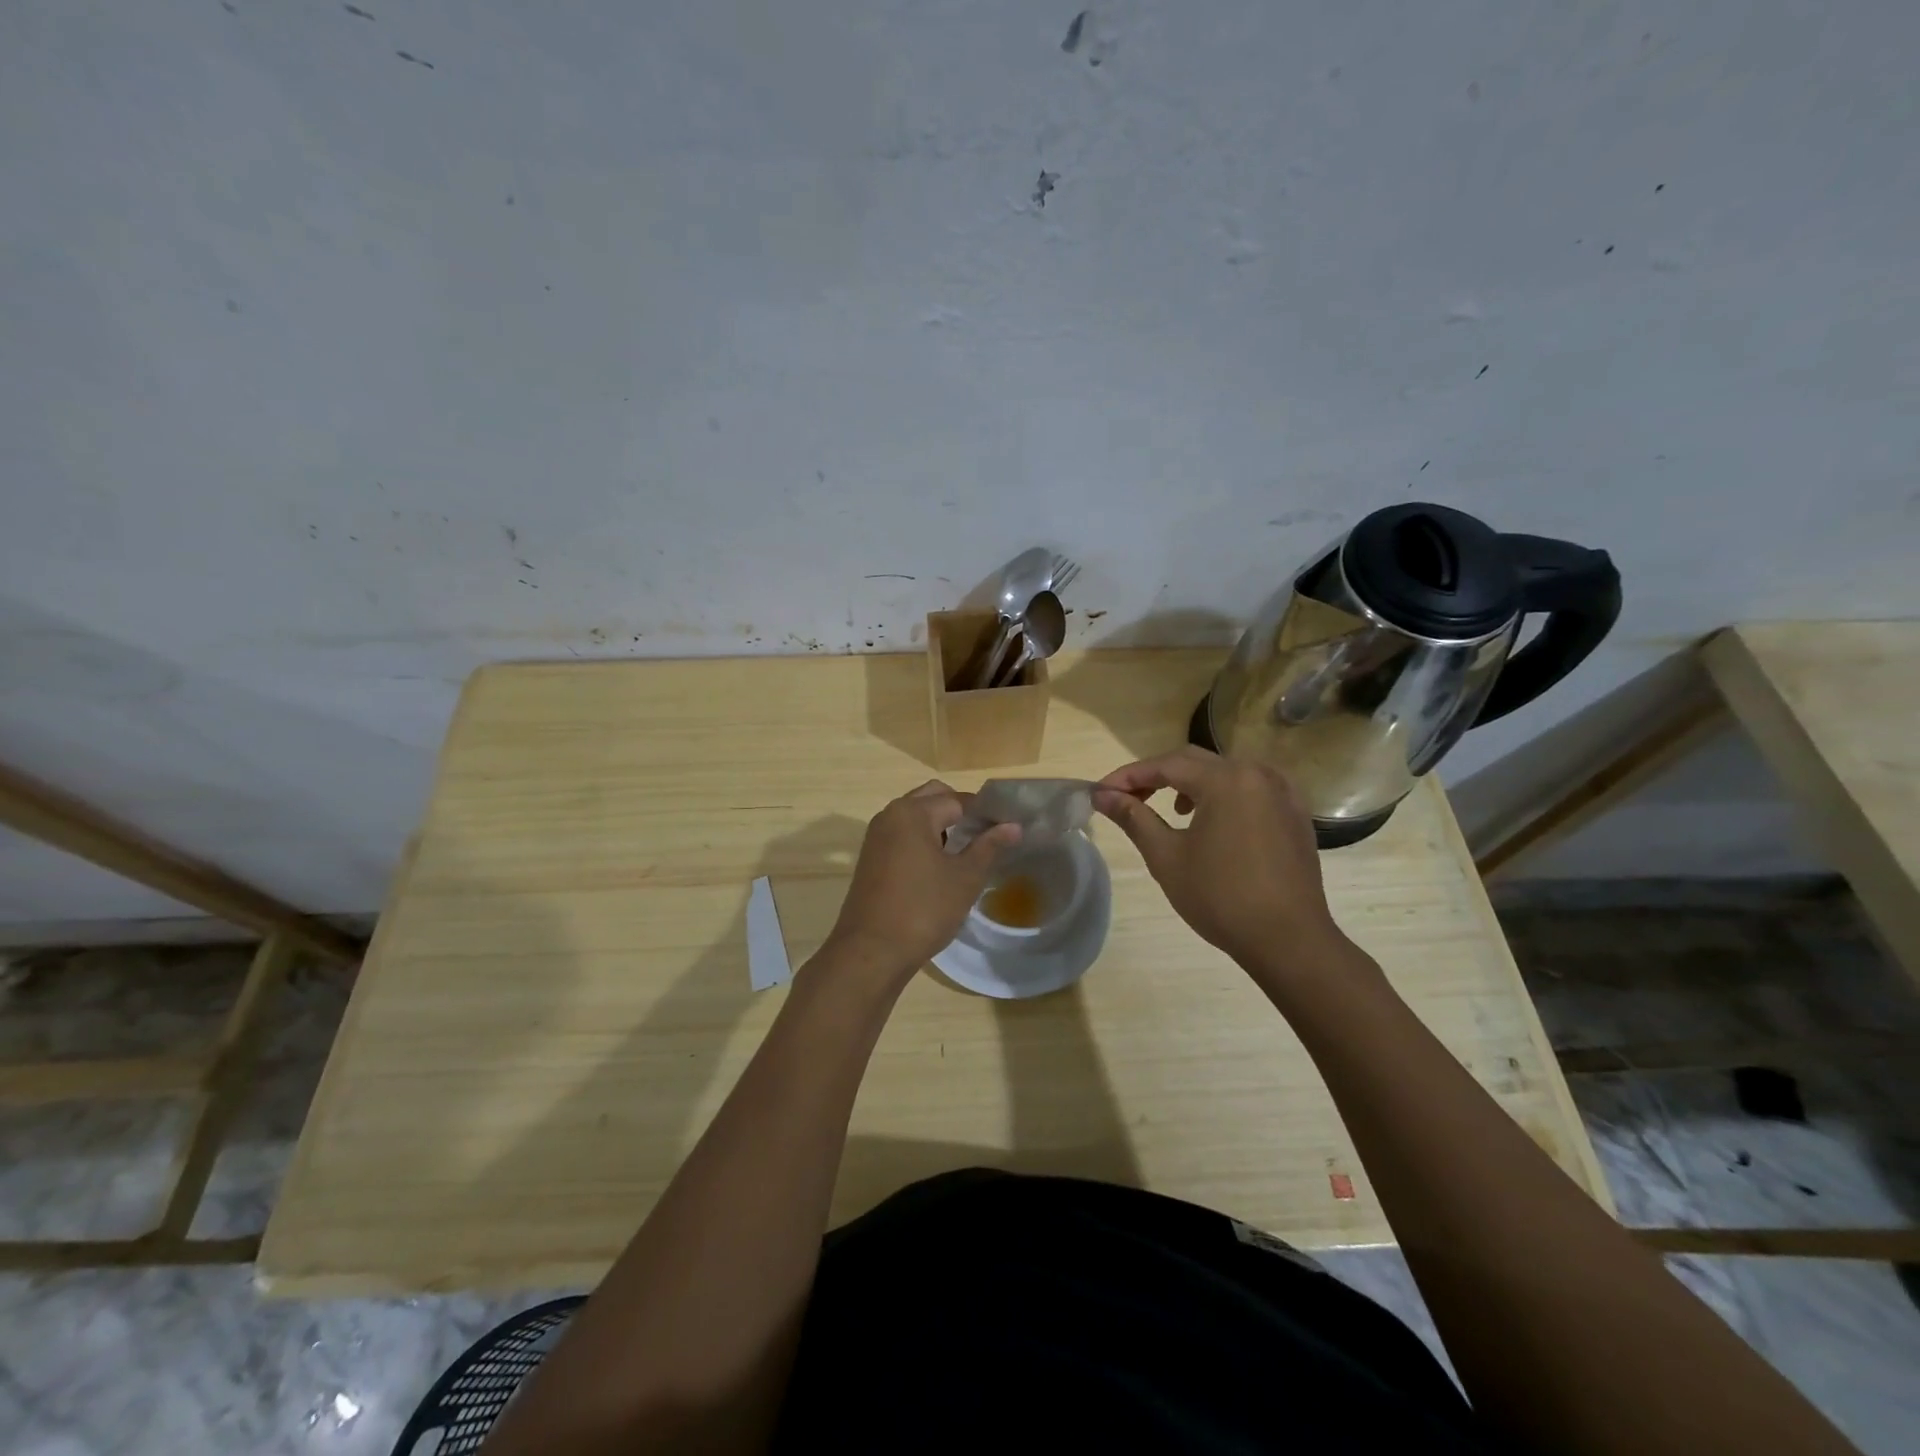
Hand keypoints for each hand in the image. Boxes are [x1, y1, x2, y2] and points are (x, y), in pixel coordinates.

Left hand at [823, 781, 1021, 978]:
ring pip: (916, 817)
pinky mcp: (871, 857)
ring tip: (968, 851)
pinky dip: (923, 840)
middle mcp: (890, 815)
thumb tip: (1014, 825)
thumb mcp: (965, 878)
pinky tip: (941, 866)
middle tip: (987, 836)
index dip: (985, 813)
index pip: (958, 799)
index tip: (1007, 829)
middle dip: (961, 812)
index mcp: (912, 812)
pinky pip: (903, 835)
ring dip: (941, 825)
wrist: (871, 951)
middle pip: (933, 798)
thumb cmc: (923, 910)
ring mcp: (877, 836)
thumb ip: (989, 846)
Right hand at [1094, 746, 1344, 974]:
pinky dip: (1223, 795)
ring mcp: (1282, 792)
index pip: (1165, 765)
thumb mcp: (1167, 857)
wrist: (1289, 940)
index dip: (1128, 776)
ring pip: (1225, 772)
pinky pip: (1251, 789)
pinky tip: (1213, 821)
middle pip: (1195, 762)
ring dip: (1191, 783)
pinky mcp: (1294, 814)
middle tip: (1126, 798)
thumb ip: (1134, 817)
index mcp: (1225, 780)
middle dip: (1157, 776)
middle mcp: (1257, 774)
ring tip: (1171, 809)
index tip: (1100, 792)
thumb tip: (1102, 796)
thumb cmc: (1221, 898)